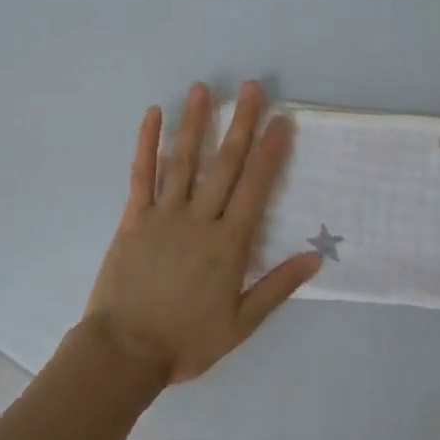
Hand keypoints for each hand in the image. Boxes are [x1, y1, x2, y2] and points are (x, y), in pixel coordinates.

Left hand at [80, 81, 321, 385]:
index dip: (270, 152)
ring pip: (183, 161)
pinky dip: (147, 143)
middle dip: (240, 124)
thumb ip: (277, 287)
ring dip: (195, 123)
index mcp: (229, 245)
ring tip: (204, 89)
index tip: (281, 120)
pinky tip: (153, 115)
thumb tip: (315, 257)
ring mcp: (163, 215)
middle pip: (224, 165)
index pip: (256, 188)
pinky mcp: (133, 218)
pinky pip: (141, 175)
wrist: (124, 352)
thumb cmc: (186, 341)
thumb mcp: (241, 323)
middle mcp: (199, 220)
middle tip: (251, 88)